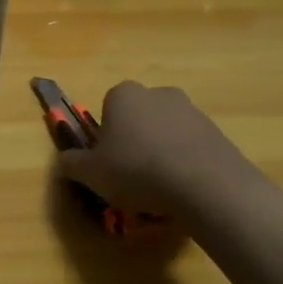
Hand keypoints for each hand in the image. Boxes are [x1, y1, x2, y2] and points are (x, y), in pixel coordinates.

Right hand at [59, 82, 264, 225]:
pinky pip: (191, 147)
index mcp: (123, 94)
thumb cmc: (136, 169)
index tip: (108, 162)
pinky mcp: (217, 132)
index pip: (107, 109)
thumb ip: (71, 163)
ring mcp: (191, 111)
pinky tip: (183, 190)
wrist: (204, 185)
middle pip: (139, 118)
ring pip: (166, 132)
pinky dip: (185, 163)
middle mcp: (157, 93)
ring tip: (160, 188)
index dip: (106, 137)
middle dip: (135, 141)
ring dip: (161, 152)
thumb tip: (65, 161)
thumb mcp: (90, 173)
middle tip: (131, 175)